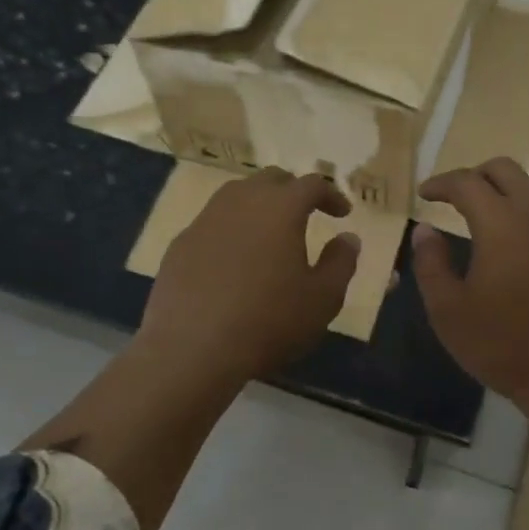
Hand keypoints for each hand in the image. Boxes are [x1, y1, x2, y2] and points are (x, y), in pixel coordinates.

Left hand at [140, 168, 360, 381]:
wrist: (193, 349)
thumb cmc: (269, 321)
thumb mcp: (322, 298)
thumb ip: (340, 262)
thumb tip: (348, 238)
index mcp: (280, 208)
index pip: (311, 185)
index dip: (330, 195)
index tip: (342, 214)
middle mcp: (240, 202)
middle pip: (270, 180)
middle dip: (292, 192)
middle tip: (305, 214)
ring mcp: (204, 221)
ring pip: (235, 196)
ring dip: (258, 206)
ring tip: (268, 234)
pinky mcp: (179, 244)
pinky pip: (211, 224)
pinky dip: (230, 231)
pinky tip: (232, 262)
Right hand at [411, 158, 528, 405]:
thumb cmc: (502, 344)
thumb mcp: (448, 309)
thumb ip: (431, 263)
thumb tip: (425, 231)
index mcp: (501, 223)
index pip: (466, 182)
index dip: (440, 183)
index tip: (424, 195)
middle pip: (506, 170)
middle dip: (475, 176)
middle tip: (454, 198)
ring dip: (504, 194)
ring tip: (483, 219)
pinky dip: (527, 218)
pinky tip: (516, 250)